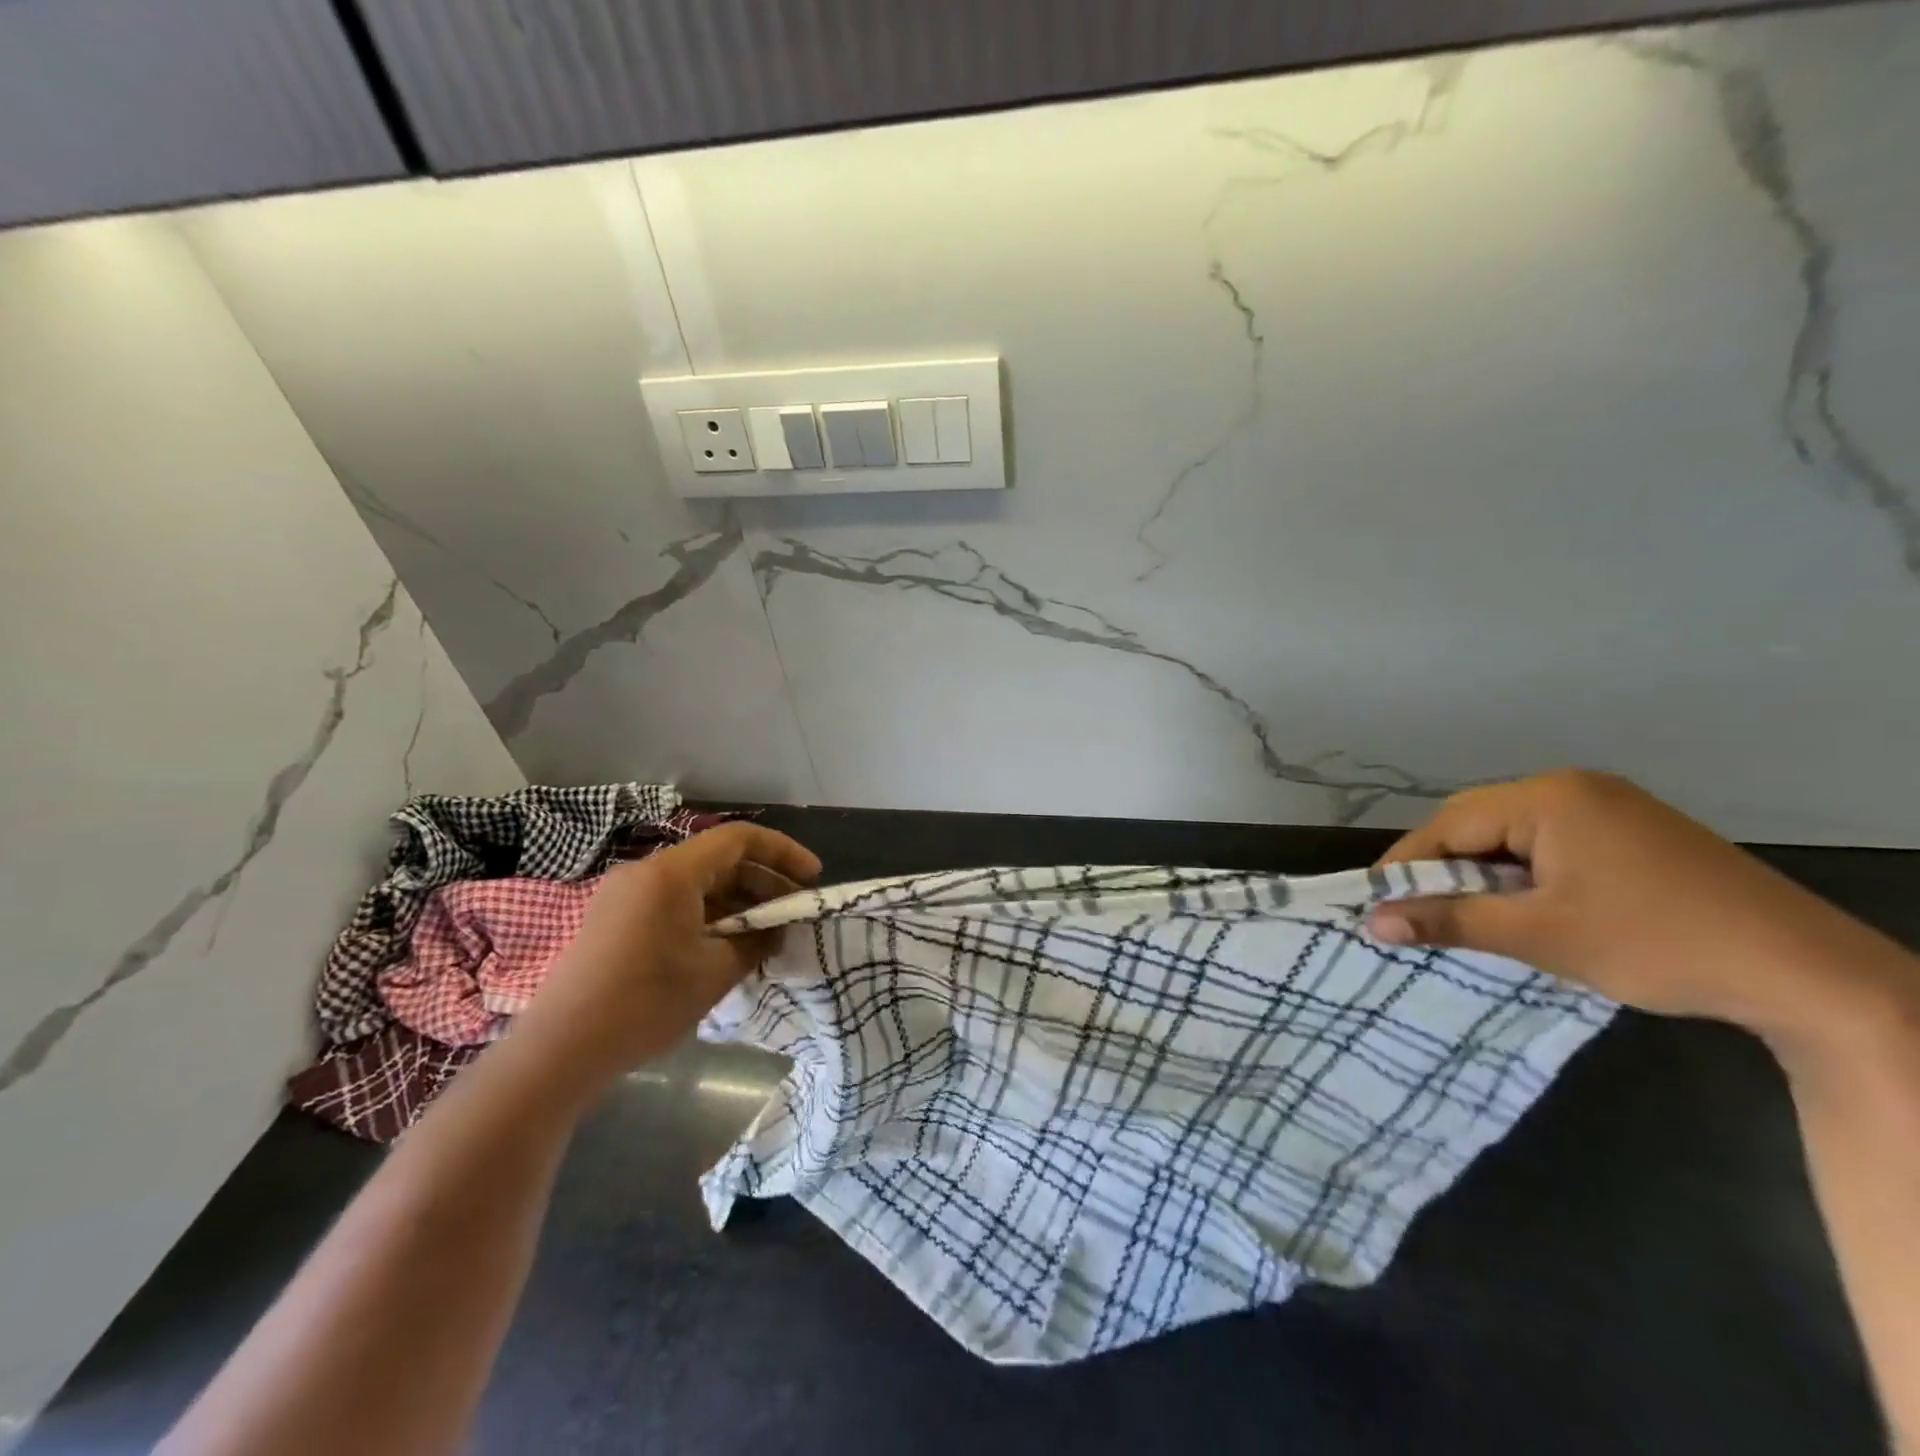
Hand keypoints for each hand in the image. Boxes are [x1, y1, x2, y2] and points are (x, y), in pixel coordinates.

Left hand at [511, 823, 820, 1088]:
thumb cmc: (645, 1003)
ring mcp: (625, 895)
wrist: (558, 1051)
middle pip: (718, 859)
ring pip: (696, 883)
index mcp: (672, 872)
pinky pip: (673, 902)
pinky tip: (726, 944)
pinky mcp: (614, 920)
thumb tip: (777, 929)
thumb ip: (755, 941)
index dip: (783, 852)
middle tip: (793, 910)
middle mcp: (646, 872)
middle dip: (762, 880)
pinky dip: (707, 914)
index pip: (739, 839)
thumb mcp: (714, 972)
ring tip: (766, 932)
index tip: (812, 877)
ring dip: (736, 900)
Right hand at [1366, 770, 1913, 1053]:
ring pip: (1514, 835)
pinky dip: (1525, 874)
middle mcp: (1574, 788)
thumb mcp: (1540, 936)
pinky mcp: (1634, 833)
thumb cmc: (1656, 943)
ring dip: (1485, 874)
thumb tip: (1371, 924)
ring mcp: (1609, 807)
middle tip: (1420, 914)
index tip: (1378, 904)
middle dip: (1446, 869)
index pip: (1450, 824)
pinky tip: (1527, 908)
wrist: (1809, 976)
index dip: (1408, 864)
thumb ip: (1449, 921)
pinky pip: (1551, 844)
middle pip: (1479, 823)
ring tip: (1471, 916)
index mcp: (1549, 797)